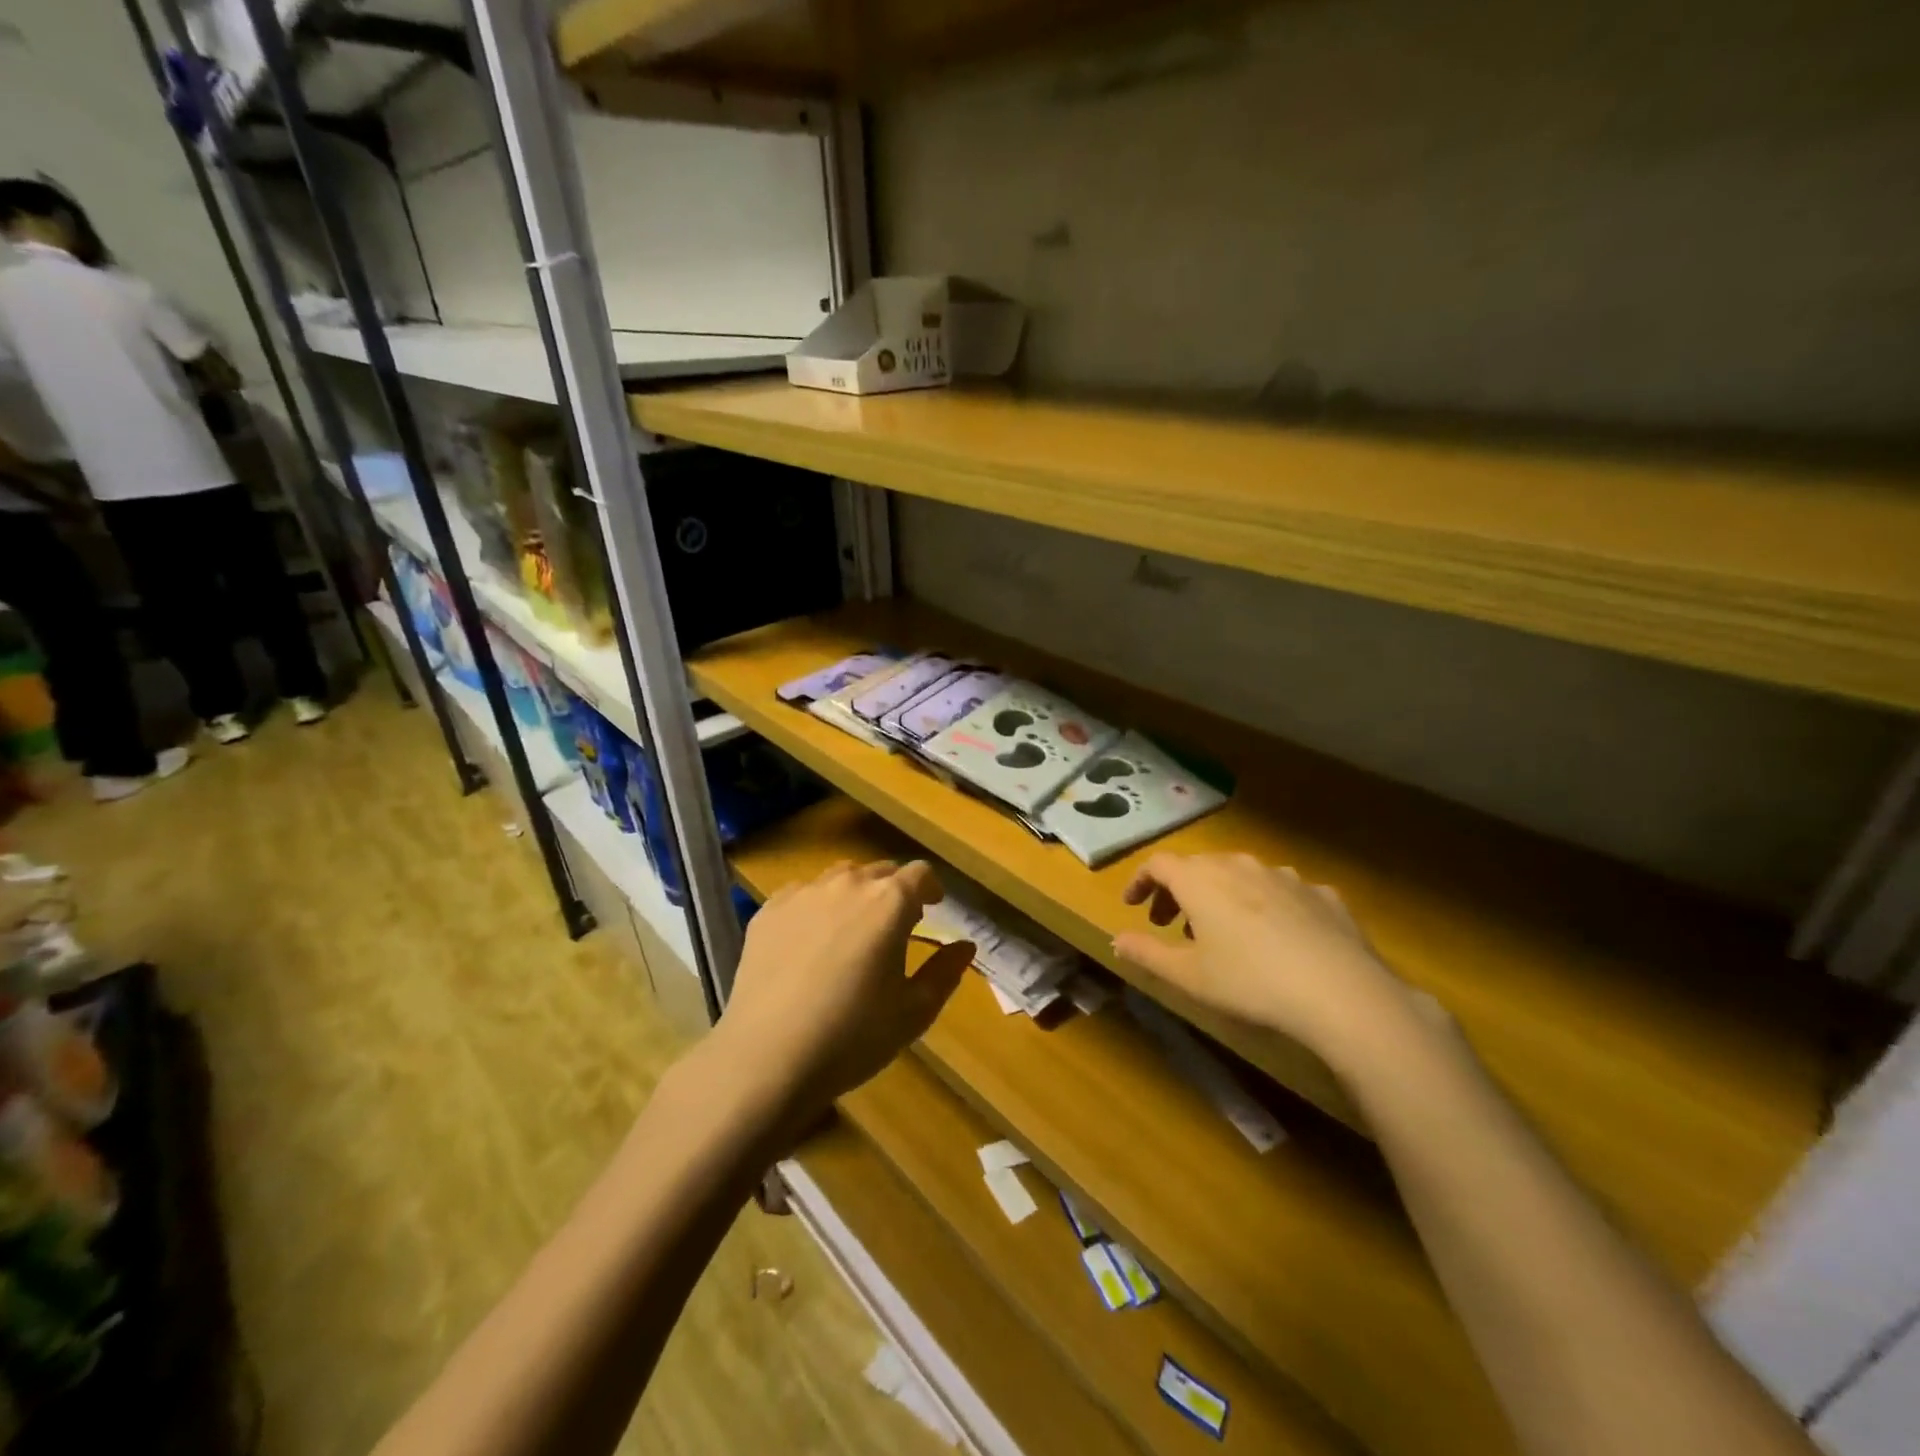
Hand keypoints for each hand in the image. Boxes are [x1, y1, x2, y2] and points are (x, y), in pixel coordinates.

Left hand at [714, 860, 972, 1122]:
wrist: (768, 1056)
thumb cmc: (853, 1036)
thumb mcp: (914, 1012)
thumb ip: (945, 972)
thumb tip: (965, 946)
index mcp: (890, 902)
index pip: (920, 874)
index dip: (931, 888)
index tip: (933, 907)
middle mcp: (848, 884)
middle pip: (880, 871)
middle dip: (894, 891)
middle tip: (895, 925)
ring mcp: (804, 893)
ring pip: (839, 878)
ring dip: (855, 894)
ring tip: (852, 929)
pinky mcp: (769, 910)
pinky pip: (802, 894)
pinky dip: (815, 907)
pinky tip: (809, 941)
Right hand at [1113, 853, 1419, 1059]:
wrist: (1341, 991)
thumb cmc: (1249, 981)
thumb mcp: (1188, 976)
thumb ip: (1146, 953)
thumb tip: (1116, 940)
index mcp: (1200, 880)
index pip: (1158, 864)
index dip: (1140, 881)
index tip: (1132, 905)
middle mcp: (1239, 865)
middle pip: (1198, 866)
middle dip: (1178, 891)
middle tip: (1170, 924)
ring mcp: (1284, 876)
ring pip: (1241, 875)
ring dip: (1222, 896)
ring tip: (1222, 932)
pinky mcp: (1321, 893)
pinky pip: (1282, 892)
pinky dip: (1267, 906)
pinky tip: (1276, 937)